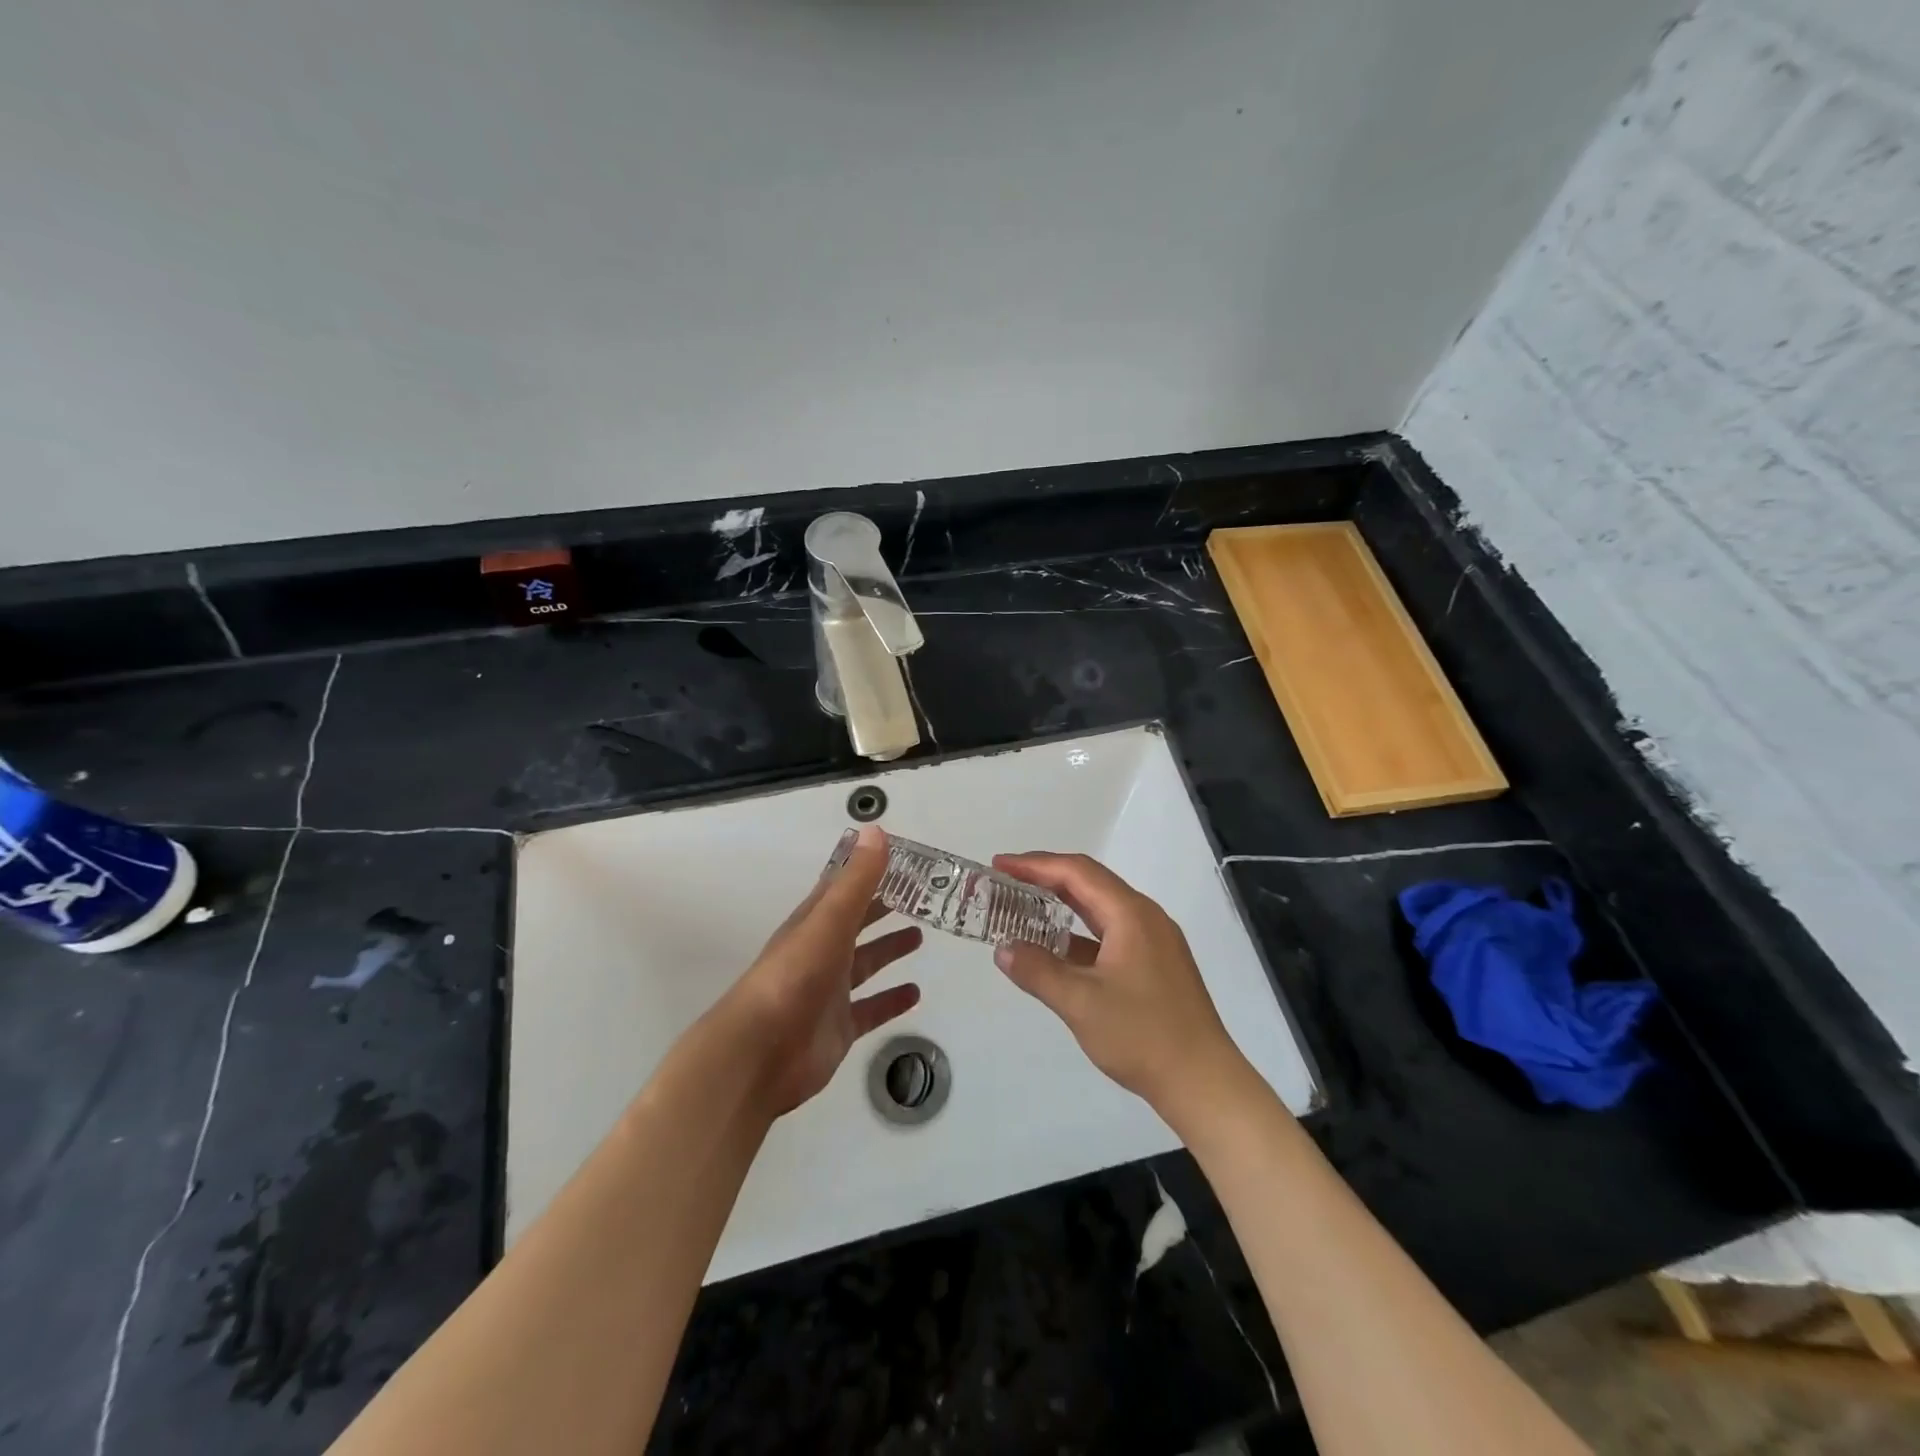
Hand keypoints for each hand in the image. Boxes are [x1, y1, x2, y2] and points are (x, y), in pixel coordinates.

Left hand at [722, 825, 922, 1114]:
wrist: (759, 1053)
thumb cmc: (794, 978)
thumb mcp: (829, 921)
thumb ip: (856, 880)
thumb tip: (877, 830)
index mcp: (814, 922)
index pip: (843, 888)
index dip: (867, 871)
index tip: (899, 858)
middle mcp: (821, 952)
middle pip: (856, 923)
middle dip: (882, 908)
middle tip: (920, 897)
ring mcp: (829, 991)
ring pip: (864, 963)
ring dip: (888, 949)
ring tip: (920, 937)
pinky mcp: (838, 1028)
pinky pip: (870, 1008)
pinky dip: (891, 1000)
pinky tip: (915, 994)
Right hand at [991, 852, 1246, 1117]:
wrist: (1203, 1082)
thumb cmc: (1142, 1036)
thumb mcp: (1080, 1003)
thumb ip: (1038, 971)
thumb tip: (1003, 949)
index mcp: (1131, 914)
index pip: (1076, 872)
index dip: (1035, 865)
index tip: (999, 865)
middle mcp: (1145, 917)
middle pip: (1090, 883)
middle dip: (1046, 878)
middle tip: (1006, 880)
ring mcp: (1154, 941)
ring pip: (1101, 909)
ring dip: (1062, 905)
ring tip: (1024, 908)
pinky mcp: (1156, 964)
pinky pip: (1110, 933)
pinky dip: (1079, 933)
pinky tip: (1056, 949)